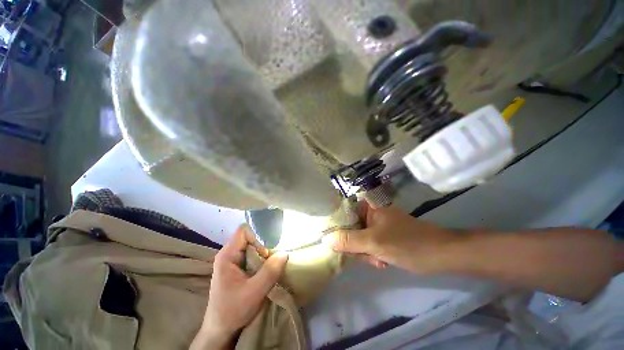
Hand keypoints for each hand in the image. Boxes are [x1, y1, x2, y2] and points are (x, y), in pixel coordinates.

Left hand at [191, 225, 287, 349]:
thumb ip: (270, 271)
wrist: (220, 329)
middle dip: (262, 245)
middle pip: (248, 237)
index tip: (266, 253)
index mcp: (227, 255)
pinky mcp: (236, 267)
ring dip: (262, 253)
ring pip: (250, 245)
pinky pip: (250, 254)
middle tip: (271, 259)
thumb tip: (284, 253)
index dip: (257, 237)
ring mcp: (231, 260)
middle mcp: (228, 254)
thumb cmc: (233, 311)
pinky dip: (260, 258)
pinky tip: (264, 269)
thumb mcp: (254, 292)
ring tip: (269, 265)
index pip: (243, 231)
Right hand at [323, 202, 459, 273]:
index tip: (335, 242)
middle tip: (366, 255)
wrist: (441, 254)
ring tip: (379, 260)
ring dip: (365, 252)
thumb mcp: (375, 242)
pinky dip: (373, 254)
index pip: (343, 213)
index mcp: (367, 207)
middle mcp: (370, 213)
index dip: (337, 227)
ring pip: (358, 239)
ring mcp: (376, 225)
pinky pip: (368, 245)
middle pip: (349, 228)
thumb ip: (349, 240)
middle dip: (356, 245)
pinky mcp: (382, 236)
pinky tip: (383, 261)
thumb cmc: (407, 243)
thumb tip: (326, 239)